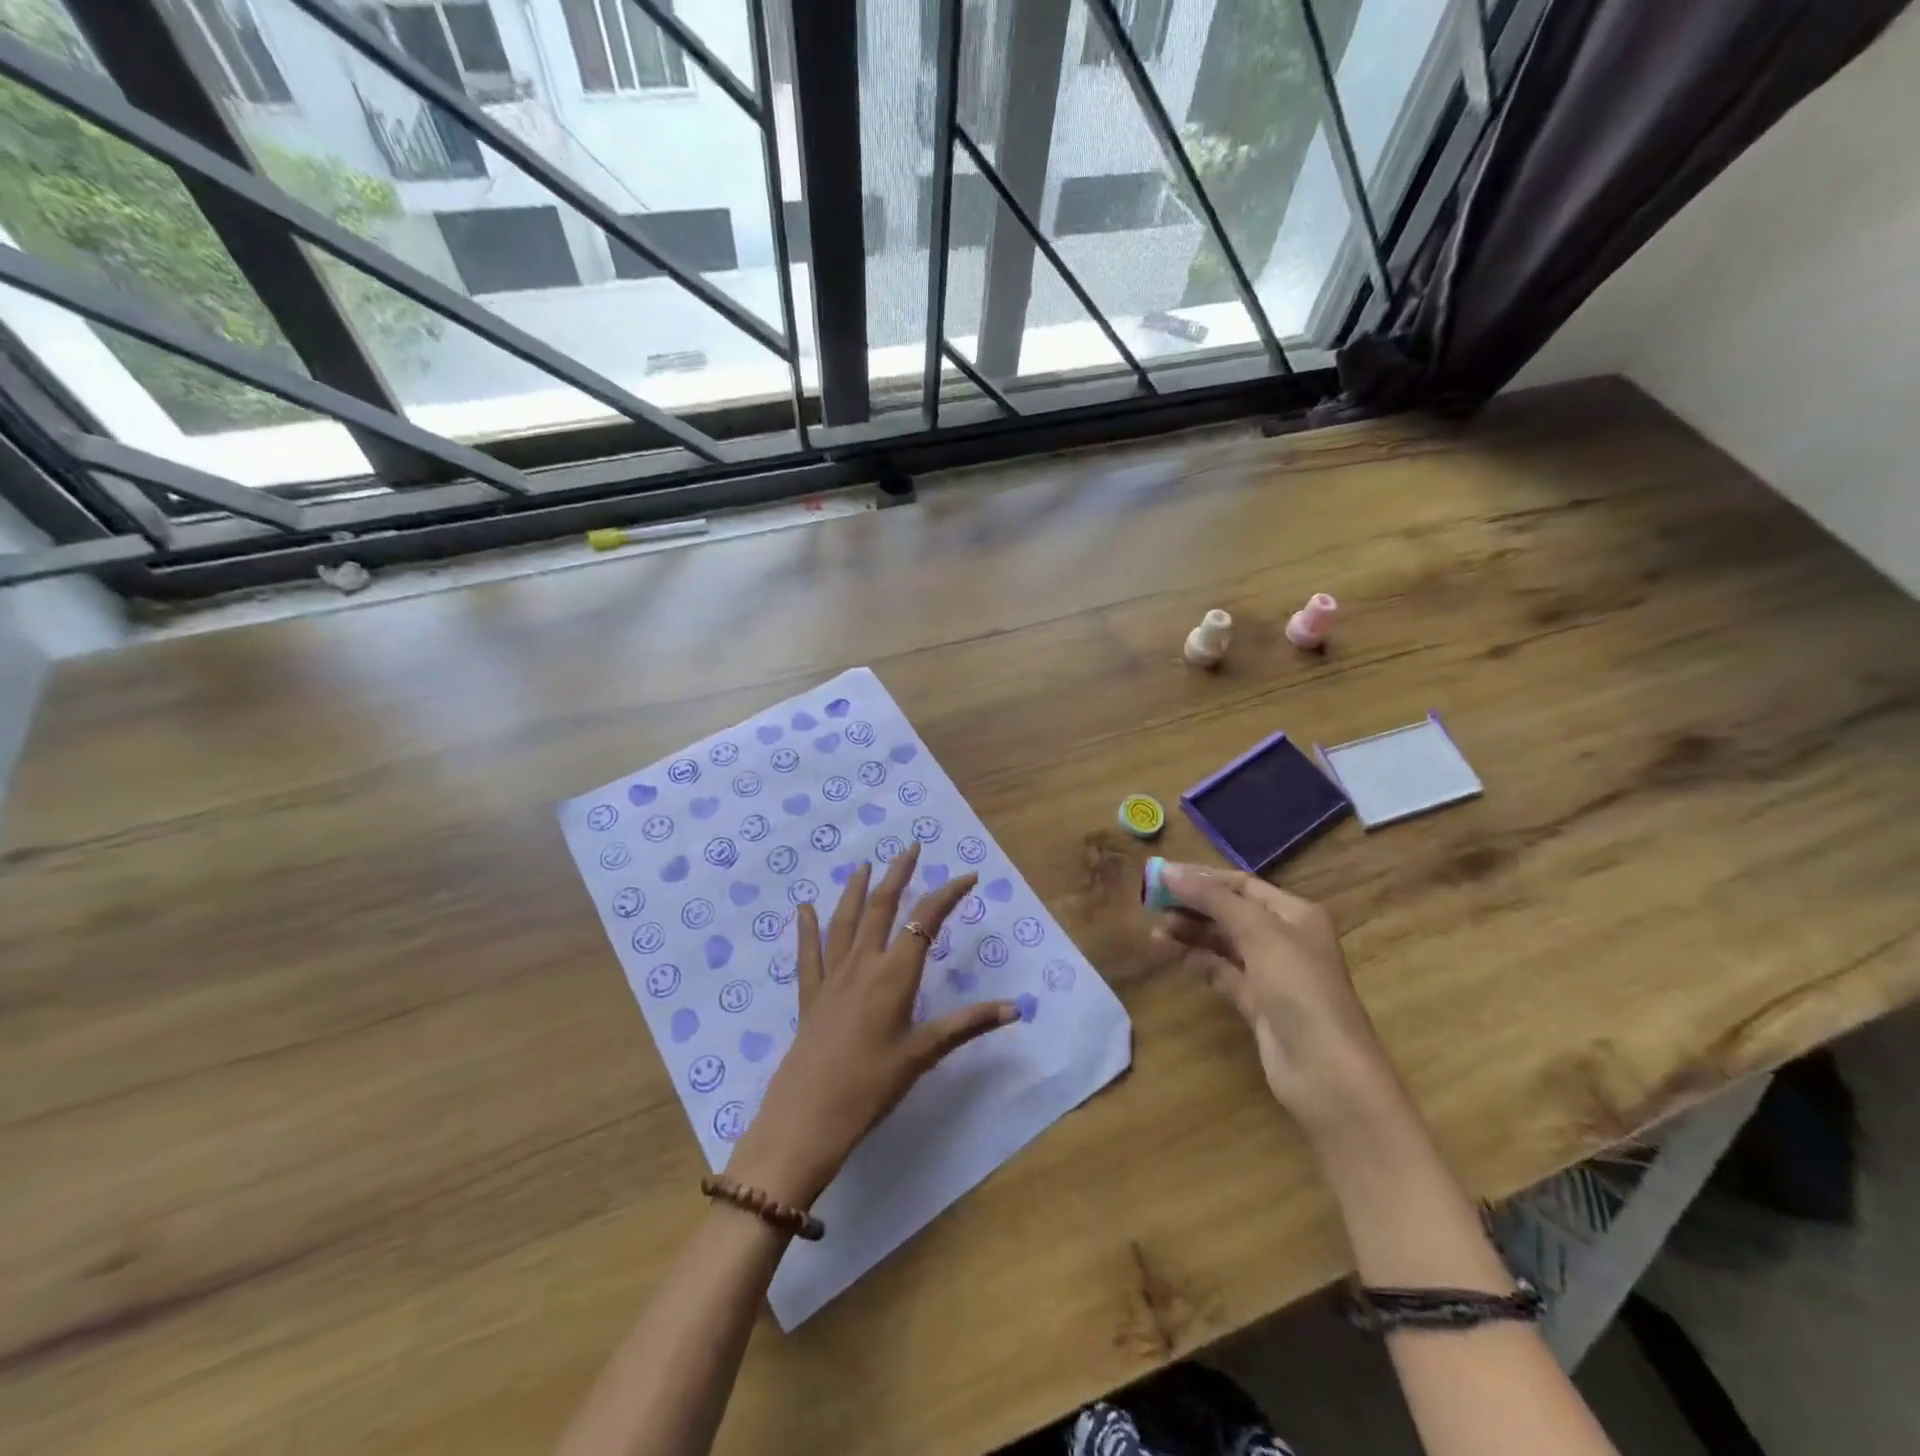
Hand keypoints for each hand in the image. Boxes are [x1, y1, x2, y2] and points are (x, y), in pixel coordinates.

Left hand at [727, 842, 1018, 1208]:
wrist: (808, 1116)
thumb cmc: (872, 1085)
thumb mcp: (924, 1053)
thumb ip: (968, 1024)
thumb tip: (1016, 1008)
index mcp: (895, 974)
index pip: (927, 920)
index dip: (948, 894)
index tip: (968, 876)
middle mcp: (863, 963)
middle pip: (883, 907)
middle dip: (899, 874)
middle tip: (911, 847)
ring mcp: (832, 977)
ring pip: (845, 921)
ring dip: (856, 890)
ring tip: (864, 865)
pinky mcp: (810, 995)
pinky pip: (807, 954)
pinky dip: (806, 928)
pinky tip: (804, 908)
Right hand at [1153, 863, 1398, 1139]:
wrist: (1326, 1072)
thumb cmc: (1299, 988)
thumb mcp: (1258, 932)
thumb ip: (1213, 899)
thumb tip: (1168, 870)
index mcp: (1295, 913)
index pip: (1241, 884)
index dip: (1202, 878)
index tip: (1160, 876)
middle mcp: (1285, 938)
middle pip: (1231, 911)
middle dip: (1193, 905)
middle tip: (1151, 904)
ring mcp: (1271, 973)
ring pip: (1223, 942)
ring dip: (1191, 933)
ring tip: (1155, 930)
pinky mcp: (1257, 1004)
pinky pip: (1222, 972)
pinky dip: (1198, 960)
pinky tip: (1172, 954)